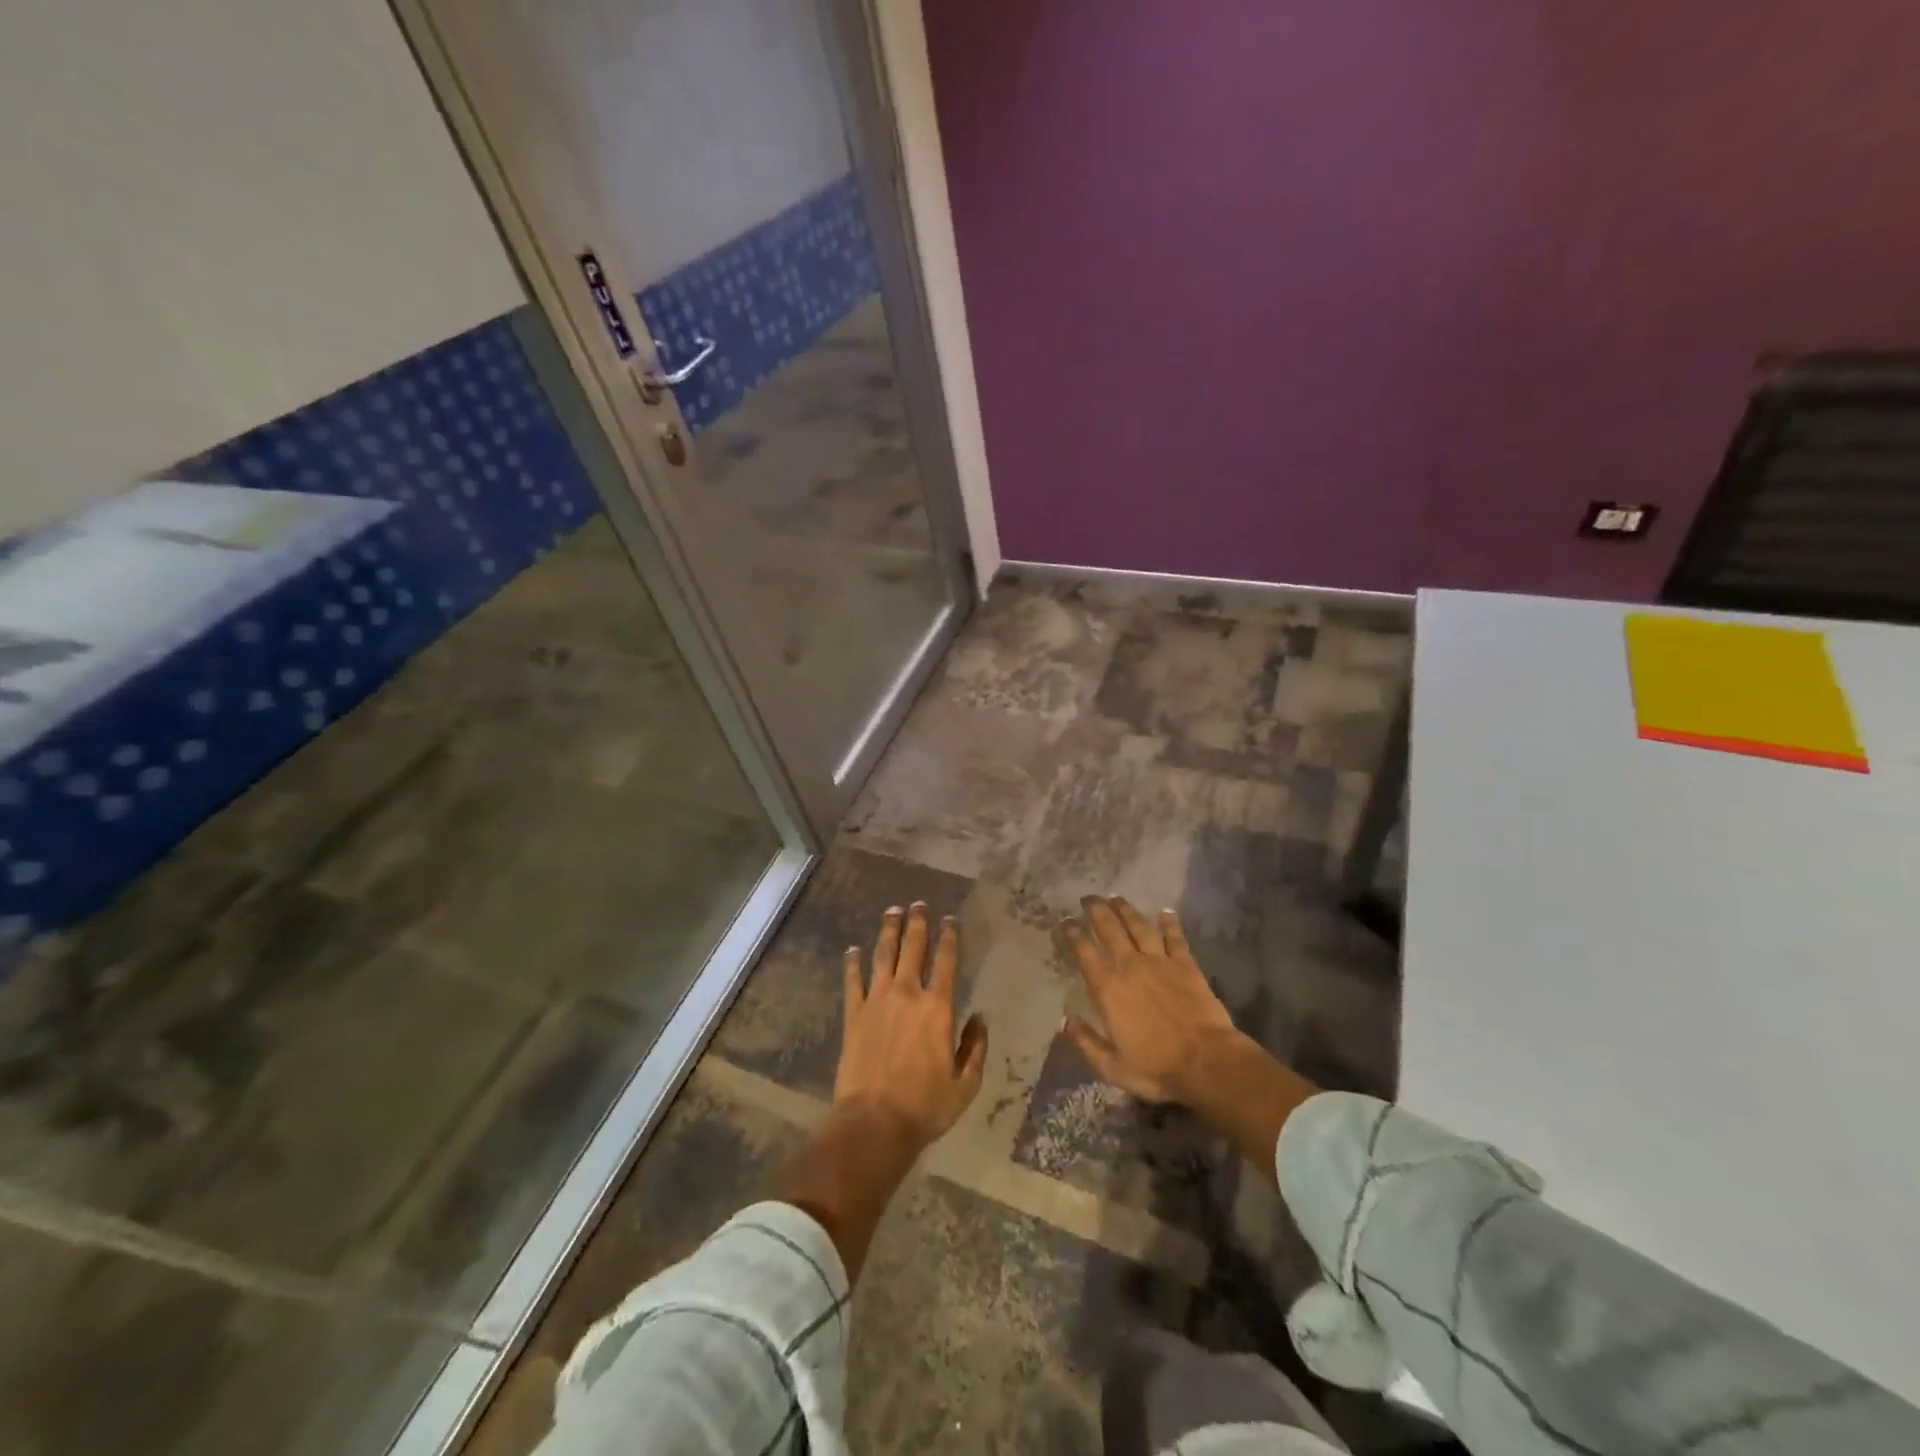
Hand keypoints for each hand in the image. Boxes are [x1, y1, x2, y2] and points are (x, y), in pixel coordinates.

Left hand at [836, 902, 987, 1153]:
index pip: (946, 961)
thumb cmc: (925, 1106)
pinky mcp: (853, 1015)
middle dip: (917, 923)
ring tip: (892, 911)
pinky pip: (852, 981)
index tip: (950, 920)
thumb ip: (975, 1047)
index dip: (949, 937)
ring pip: (883, 955)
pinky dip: (853, 963)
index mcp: (938, 1008)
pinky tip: (853, 950)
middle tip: (918, 904)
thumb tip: (979, 1018)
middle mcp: (907, 995)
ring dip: (888, 931)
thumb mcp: (965, 1084)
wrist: (874, 1123)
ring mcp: (877, 1001)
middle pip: (913, 949)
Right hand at [1058, 896, 1238, 1104]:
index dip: (1072, 933)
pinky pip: (1175, 938)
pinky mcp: (1186, 965)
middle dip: (1096, 910)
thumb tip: (1065, 1022)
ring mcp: (1160, 962)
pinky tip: (1165, 912)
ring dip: (1126, 909)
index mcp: (1107, 989)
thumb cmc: (1156, 1068)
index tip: (1065, 922)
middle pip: (1110, 928)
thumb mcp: (1112, 1067)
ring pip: (1139, 926)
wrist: (1206, 1062)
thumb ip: (1086, 1042)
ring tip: (1116, 897)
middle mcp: (1130, 966)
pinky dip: (1169, 923)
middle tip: (1088, 898)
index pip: (1084, 952)